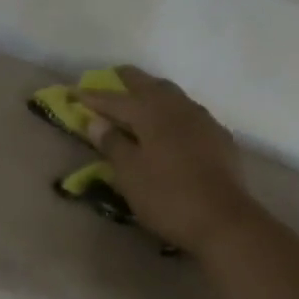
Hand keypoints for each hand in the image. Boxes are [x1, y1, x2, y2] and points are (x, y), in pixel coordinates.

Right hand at [78, 67, 256, 251]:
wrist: (224, 220)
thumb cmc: (167, 197)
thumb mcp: (130, 174)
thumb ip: (113, 143)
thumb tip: (96, 121)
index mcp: (151, 113)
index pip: (115, 99)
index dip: (93, 97)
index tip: (74, 93)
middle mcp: (178, 107)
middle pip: (148, 85)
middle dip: (126, 81)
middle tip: (110, 78)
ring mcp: (202, 120)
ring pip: (172, 95)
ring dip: (152, 92)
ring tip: (139, 97)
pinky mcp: (218, 137)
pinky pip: (189, 113)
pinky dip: (172, 110)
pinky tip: (171, 123)